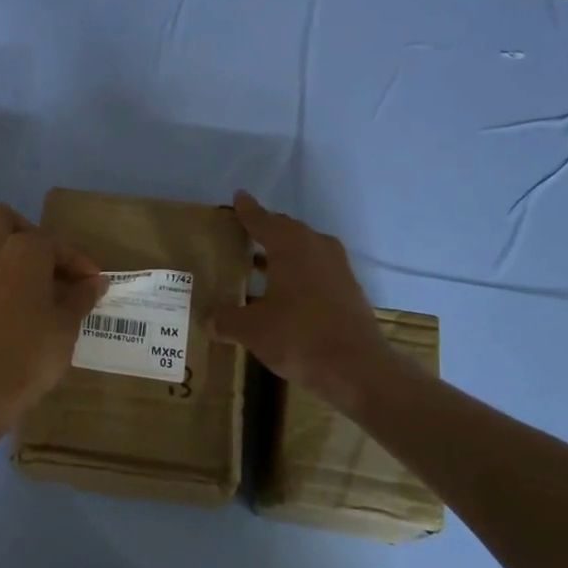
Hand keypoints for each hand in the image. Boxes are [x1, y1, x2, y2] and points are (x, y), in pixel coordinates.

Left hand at [0, 204, 105, 425]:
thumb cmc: (34, 350)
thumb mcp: (68, 323)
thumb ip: (81, 296)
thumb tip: (95, 282)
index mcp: (25, 251)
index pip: (58, 244)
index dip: (80, 263)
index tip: (95, 283)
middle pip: (6, 220)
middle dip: (30, 232)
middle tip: (54, 263)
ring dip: (17, 260)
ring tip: (44, 290)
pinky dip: (6, 283)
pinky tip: (25, 310)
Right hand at [211, 191, 403, 412]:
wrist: (358, 369)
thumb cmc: (299, 336)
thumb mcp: (252, 330)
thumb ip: (226, 320)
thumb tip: (208, 319)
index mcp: (291, 245)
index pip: (263, 220)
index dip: (247, 211)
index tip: (238, 198)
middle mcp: (317, 248)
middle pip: (286, 231)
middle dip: (265, 232)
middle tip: (242, 236)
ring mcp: (338, 269)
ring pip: (304, 252)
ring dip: (282, 256)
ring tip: (257, 265)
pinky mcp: (349, 291)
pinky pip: (316, 271)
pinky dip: (297, 275)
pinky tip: (283, 294)